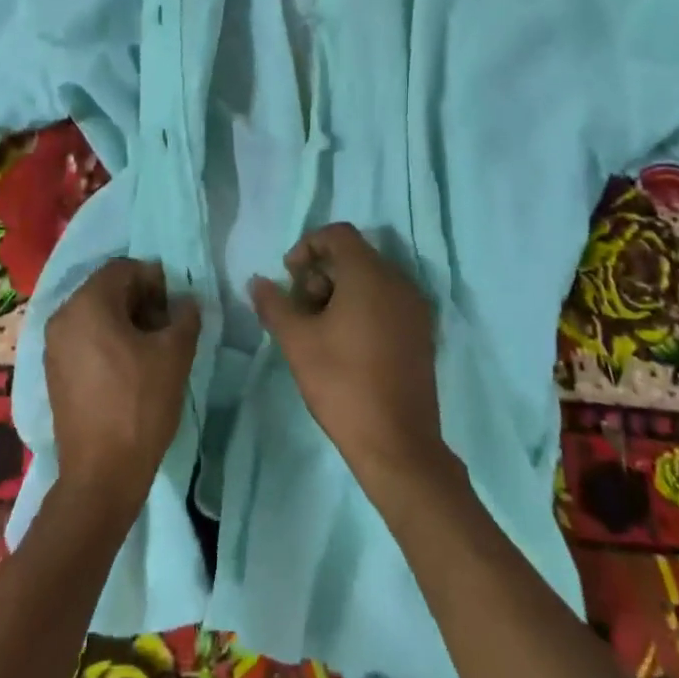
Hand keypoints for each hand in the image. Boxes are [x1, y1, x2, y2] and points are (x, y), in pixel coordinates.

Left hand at [45, 259, 201, 523]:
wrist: (101, 473)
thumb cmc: (140, 404)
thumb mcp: (175, 354)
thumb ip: (184, 316)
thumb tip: (184, 302)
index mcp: (87, 304)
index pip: (124, 268)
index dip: (155, 280)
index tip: (175, 307)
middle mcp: (62, 316)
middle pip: (107, 289)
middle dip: (141, 300)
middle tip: (168, 326)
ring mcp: (53, 345)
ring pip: (95, 314)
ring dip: (125, 320)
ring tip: (152, 349)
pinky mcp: (54, 370)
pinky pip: (84, 338)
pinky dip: (107, 340)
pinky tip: (129, 367)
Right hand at [249, 223, 447, 499]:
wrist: (397, 443)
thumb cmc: (342, 384)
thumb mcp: (297, 341)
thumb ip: (274, 304)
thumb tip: (258, 281)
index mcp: (370, 276)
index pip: (338, 234)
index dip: (307, 246)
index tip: (289, 277)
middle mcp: (398, 282)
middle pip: (354, 256)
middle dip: (320, 274)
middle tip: (300, 310)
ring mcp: (414, 309)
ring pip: (370, 280)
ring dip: (339, 292)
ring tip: (318, 331)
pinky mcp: (421, 333)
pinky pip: (387, 302)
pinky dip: (362, 308)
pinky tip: (344, 344)